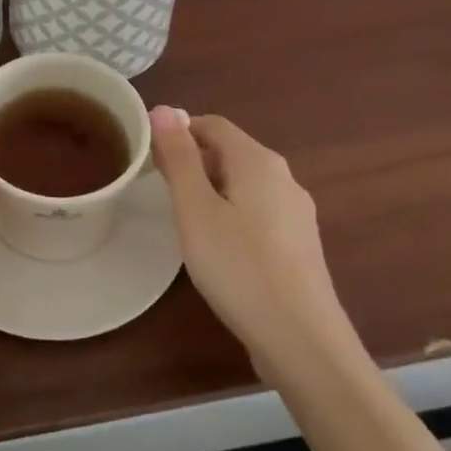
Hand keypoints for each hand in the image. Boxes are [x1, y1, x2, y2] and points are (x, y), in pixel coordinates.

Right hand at [148, 107, 350, 373]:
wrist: (303, 342)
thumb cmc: (239, 267)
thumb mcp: (195, 209)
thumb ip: (179, 157)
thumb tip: (164, 109)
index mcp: (258, 161)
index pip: (211, 124)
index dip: (177, 131)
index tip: (147, 154)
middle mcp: (283, 177)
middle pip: (229, 152)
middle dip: (192, 161)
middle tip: (157, 188)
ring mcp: (296, 213)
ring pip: (243, 184)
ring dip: (210, 189)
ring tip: (182, 218)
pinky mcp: (299, 245)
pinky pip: (257, 211)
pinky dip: (230, 214)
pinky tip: (217, 246)